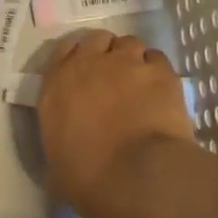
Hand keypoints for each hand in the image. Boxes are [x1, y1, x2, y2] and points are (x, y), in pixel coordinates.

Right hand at [38, 31, 195, 217]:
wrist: (134, 177)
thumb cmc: (86, 177)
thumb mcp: (56, 161)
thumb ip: (60, 138)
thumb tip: (68, 145)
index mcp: (56, 85)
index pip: (63, 52)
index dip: (77, 58)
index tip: (85, 73)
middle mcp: (88, 65)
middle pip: (97, 40)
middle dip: (106, 52)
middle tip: (114, 75)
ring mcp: (126, 63)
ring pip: (130, 44)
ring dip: (133, 59)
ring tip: (141, 82)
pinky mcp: (160, 72)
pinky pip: (158, 59)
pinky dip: (157, 70)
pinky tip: (161, 91)